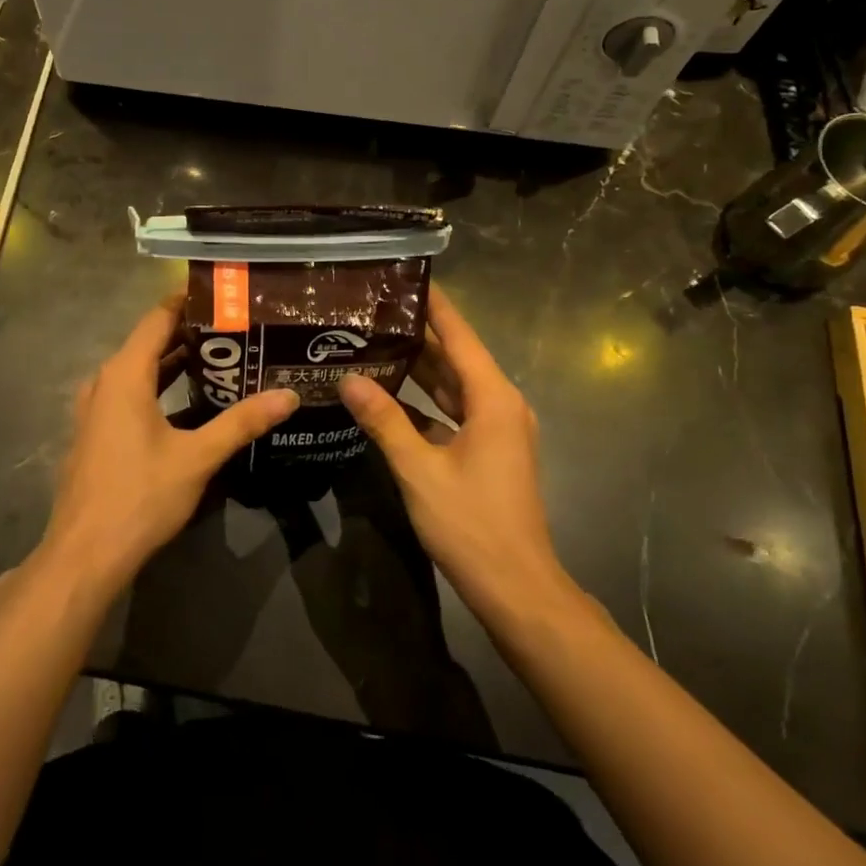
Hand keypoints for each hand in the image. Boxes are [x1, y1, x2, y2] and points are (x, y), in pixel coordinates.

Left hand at [38, 295, 297, 593]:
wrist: (84, 554)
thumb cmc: (139, 496)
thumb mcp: (197, 457)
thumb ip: (242, 422)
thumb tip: (288, 396)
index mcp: (124, 375)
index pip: (157, 318)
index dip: (188, 302)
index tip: (224, 295)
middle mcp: (105, 383)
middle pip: (149, 342)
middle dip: (190, 334)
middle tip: (236, 328)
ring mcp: (96, 410)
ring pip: (140, 372)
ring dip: (175, 363)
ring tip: (221, 358)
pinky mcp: (97, 434)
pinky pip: (131, 395)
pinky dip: (160, 388)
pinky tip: (190, 402)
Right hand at [339, 287, 567, 618]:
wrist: (516, 587)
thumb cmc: (472, 524)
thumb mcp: (420, 470)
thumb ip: (384, 421)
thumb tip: (349, 379)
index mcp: (493, 398)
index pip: (459, 336)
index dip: (434, 305)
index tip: (404, 278)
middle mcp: (500, 404)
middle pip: (455, 357)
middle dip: (417, 334)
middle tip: (373, 311)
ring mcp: (497, 429)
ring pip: (453, 386)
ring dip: (418, 368)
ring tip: (374, 342)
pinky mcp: (488, 451)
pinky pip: (453, 412)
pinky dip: (424, 402)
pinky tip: (388, 396)